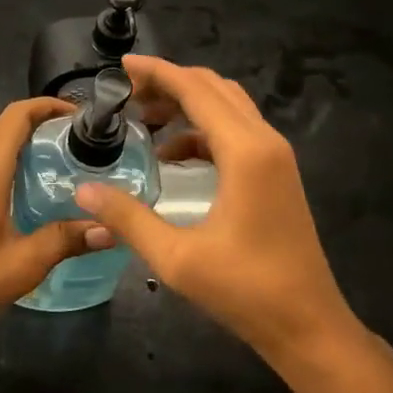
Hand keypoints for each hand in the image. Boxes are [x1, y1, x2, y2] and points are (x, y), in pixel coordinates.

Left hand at [0, 97, 113, 344]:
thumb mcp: (24, 263)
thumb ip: (67, 239)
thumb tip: (110, 230)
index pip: (18, 113)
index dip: (49, 106)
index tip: (81, 117)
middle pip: (5, 123)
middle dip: (42, 124)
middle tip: (80, 144)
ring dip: (22, 141)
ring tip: (59, 162)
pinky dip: (5, 158)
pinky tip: (25, 188)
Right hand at [74, 55, 363, 363]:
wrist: (309, 326)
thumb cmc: (246, 290)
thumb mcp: (176, 258)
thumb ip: (127, 218)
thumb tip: (83, 190)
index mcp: (245, 151)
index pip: (195, 89)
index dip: (157, 72)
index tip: (121, 65)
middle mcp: (265, 142)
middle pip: (213, 88)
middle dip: (169, 82)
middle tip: (127, 93)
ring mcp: (276, 157)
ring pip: (227, 105)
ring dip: (187, 102)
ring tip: (145, 117)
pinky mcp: (276, 173)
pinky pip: (236, 130)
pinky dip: (201, 129)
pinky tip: (173, 156)